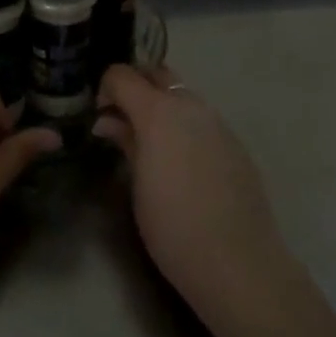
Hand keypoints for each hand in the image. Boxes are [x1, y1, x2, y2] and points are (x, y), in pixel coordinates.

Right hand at [94, 65, 282, 302]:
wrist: (237, 262)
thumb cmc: (172, 225)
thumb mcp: (137, 184)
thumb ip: (125, 142)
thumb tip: (107, 121)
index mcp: (159, 112)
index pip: (123, 75)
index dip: (105, 88)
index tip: (98, 115)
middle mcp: (191, 106)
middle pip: (157, 74)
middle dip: (135, 86)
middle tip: (120, 118)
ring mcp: (218, 123)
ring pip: (182, 95)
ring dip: (161, 105)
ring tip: (147, 142)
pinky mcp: (236, 144)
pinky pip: (202, 119)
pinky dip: (183, 125)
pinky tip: (180, 162)